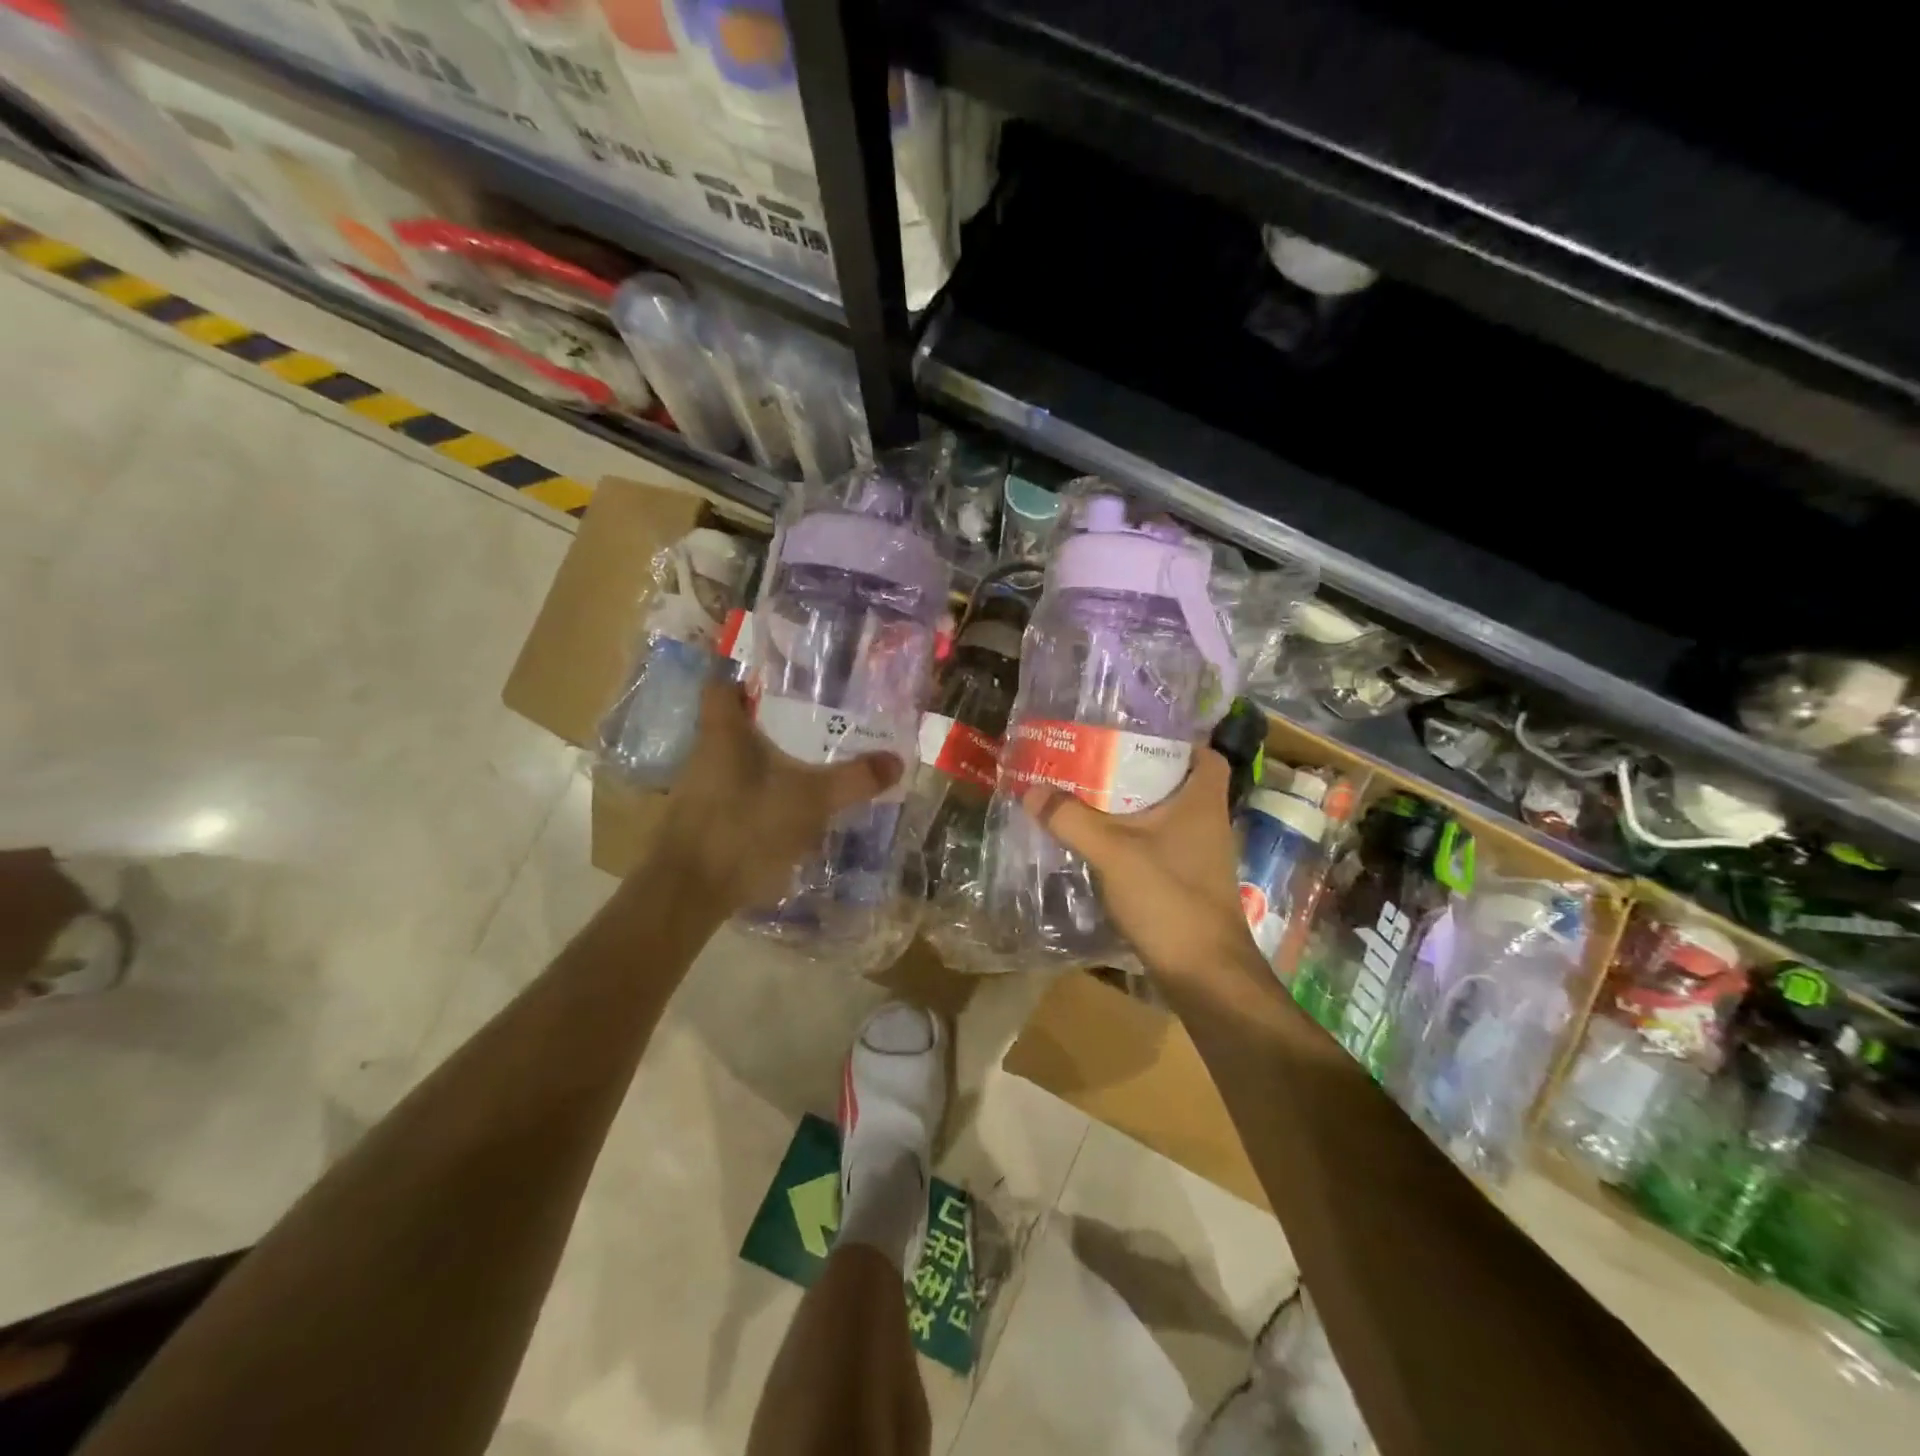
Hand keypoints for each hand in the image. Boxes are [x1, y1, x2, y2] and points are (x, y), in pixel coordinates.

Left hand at [658, 678, 903, 911]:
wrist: (689, 892)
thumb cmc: (744, 827)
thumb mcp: (811, 800)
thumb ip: (854, 779)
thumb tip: (897, 760)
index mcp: (723, 732)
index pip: (722, 685)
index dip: (747, 678)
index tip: (784, 682)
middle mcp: (706, 754)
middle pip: (735, 722)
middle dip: (772, 722)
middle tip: (816, 722)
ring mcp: (700, 790)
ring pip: (738, 761)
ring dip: (769, 760)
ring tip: (812, 763)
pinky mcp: (704, 821)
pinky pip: (738, 793)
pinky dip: (762, 794)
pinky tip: (791, 808)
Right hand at [1023, 749, 1259, 986]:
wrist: (1205, 975)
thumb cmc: (1169, 899)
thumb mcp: (1113, 852)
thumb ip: (1071, 818)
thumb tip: (1031, 788)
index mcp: (1202, 802)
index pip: (1205, 754)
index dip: (1178, 740)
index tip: (1136, 734)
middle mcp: (1207, 824)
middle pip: (1178, 783)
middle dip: (1139, 772)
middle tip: (1096, 761)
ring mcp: (1199, 858)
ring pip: (1165, 818)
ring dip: (1133, 808)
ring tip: (1089, 796)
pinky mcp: (1187, 885)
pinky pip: (1158, 848)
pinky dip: (1133, 840)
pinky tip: (1100, 843)